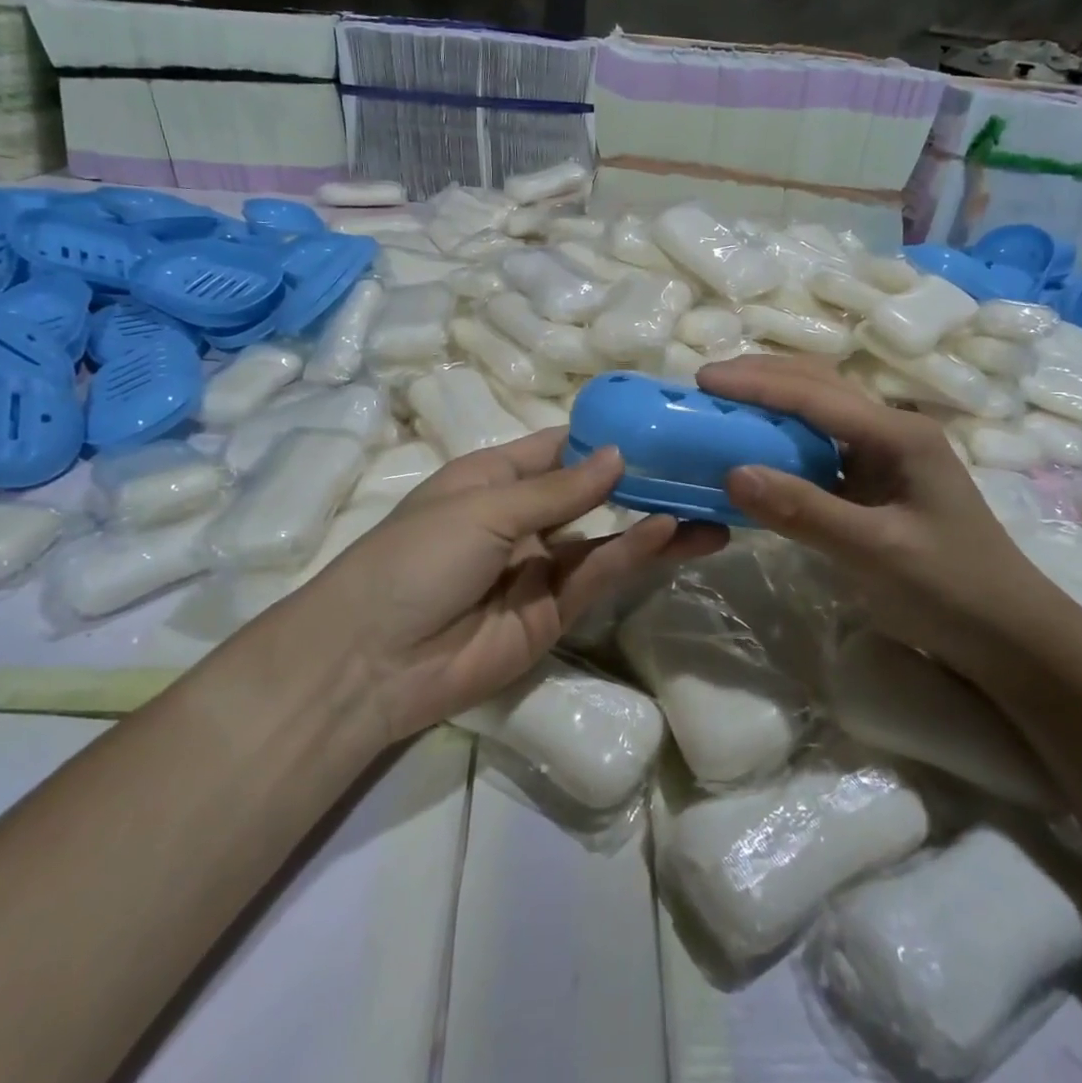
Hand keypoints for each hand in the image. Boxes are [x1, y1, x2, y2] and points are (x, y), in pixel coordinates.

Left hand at [298, 428, 724, 742]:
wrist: (373, 661)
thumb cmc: (417, 557)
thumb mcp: (484, 508)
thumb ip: (558, 489)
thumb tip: (619, 455)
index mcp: (494, 479)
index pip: (559, 448)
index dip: (605, 435)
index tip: (660, 421)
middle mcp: (522, 519)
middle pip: (591, 493)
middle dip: (640, 480)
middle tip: (700, 465)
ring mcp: (540, 568)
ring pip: (605, 537)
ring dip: (652, 520)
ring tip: (709, 503)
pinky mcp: (554, 614)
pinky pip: (598, 575)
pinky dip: (632, 553)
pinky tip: (669, 531)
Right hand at [696, 355, 1081, 685]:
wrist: (1009, 637)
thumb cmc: (951, 590)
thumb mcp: (876, 552)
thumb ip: (805, 510)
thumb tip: (732, 472)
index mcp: (899, 434)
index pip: (816, 394)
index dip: (756, 383)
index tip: (703, 379)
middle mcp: (891, 431)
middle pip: (819, 386)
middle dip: (762, 378)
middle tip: (705, 386)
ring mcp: (884, 456)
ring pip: (819, 411)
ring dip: (771, 401)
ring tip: (721, 406)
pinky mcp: (874, 483)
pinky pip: (819, 447)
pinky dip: (782, 438)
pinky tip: (755, 448)